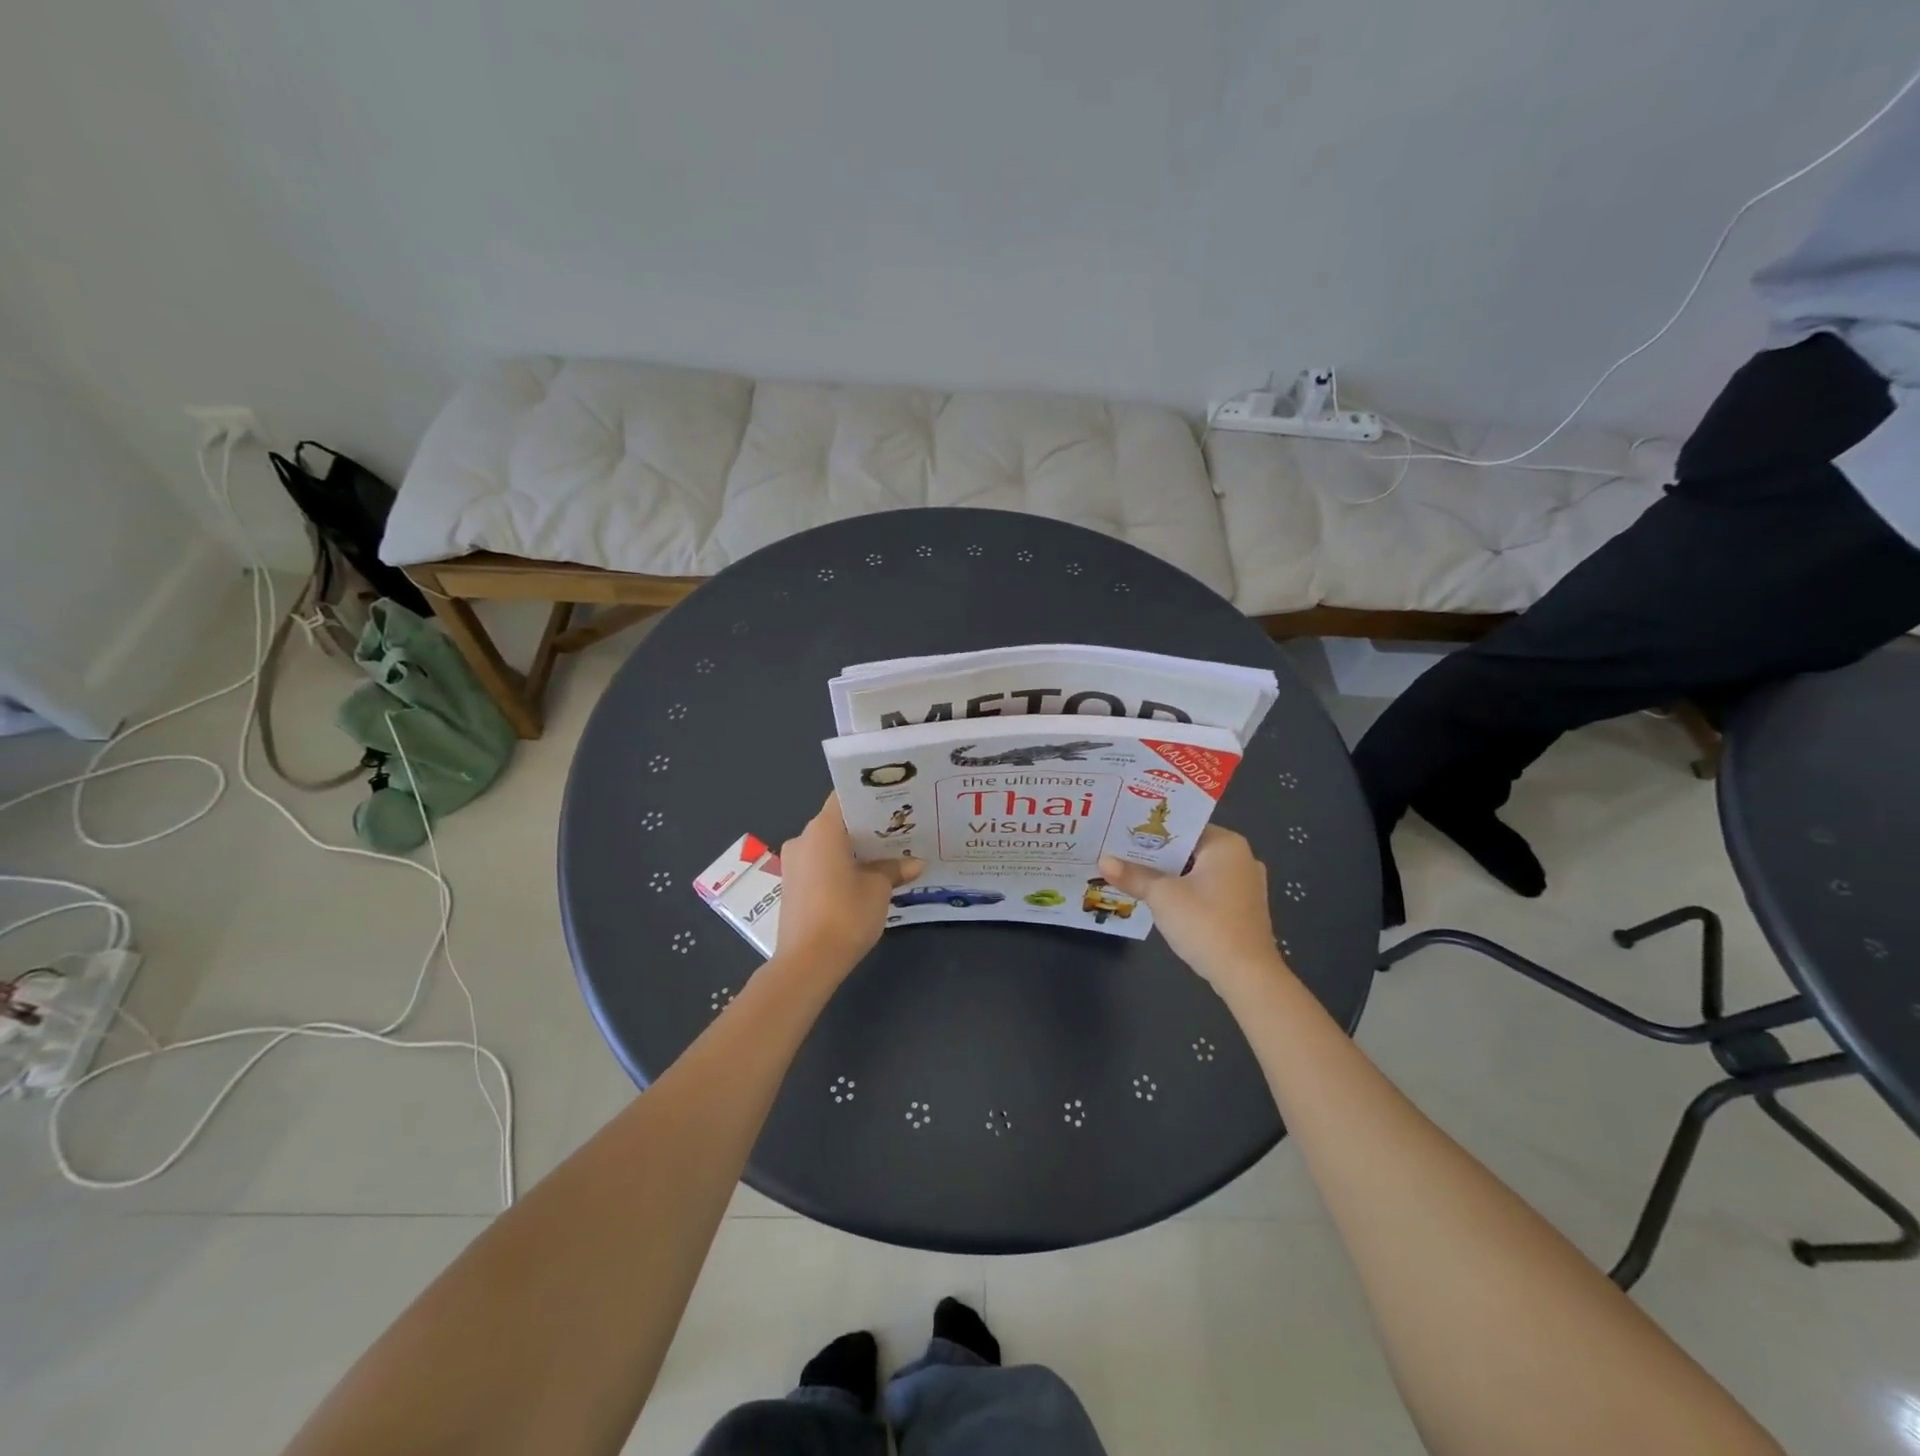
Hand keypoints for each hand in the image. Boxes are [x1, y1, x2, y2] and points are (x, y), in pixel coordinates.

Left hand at [774, 793, 921, 976]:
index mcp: (823, 829)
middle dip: (867, 828)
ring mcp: (793, 864)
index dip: (870, 798)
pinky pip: (820, 864)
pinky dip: (841, 867)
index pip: (846, 798)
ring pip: (829, 846)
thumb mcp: (878, 889)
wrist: (807, 963)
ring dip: (855, 850)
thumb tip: (915, 863)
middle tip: (899, 832)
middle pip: (839, 823)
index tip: (894, 803)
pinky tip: (865, 879)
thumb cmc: (845, 914)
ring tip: (887, 857)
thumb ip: (894, 869)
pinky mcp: (792, 886)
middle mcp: (803, 839)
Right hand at [1099, 827, 1287, 994]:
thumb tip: (1103, 861)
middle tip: (1118, 851)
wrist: (1247, 976)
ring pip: (1197, 871)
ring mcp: (1245, 886)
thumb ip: (1133, 876)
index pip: (1183, 826)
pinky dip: (1184, 891)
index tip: (1121, 830)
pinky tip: (1159, 899)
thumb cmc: (1206, 923)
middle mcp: (1241, 858)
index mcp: (1227, 844)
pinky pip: (1207, 889)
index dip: (1150, 830)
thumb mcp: (1162, 896)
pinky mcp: (1242, 909)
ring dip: (1169, 875)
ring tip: (1132, 873)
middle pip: (1189, 849)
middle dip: (1156, 854)